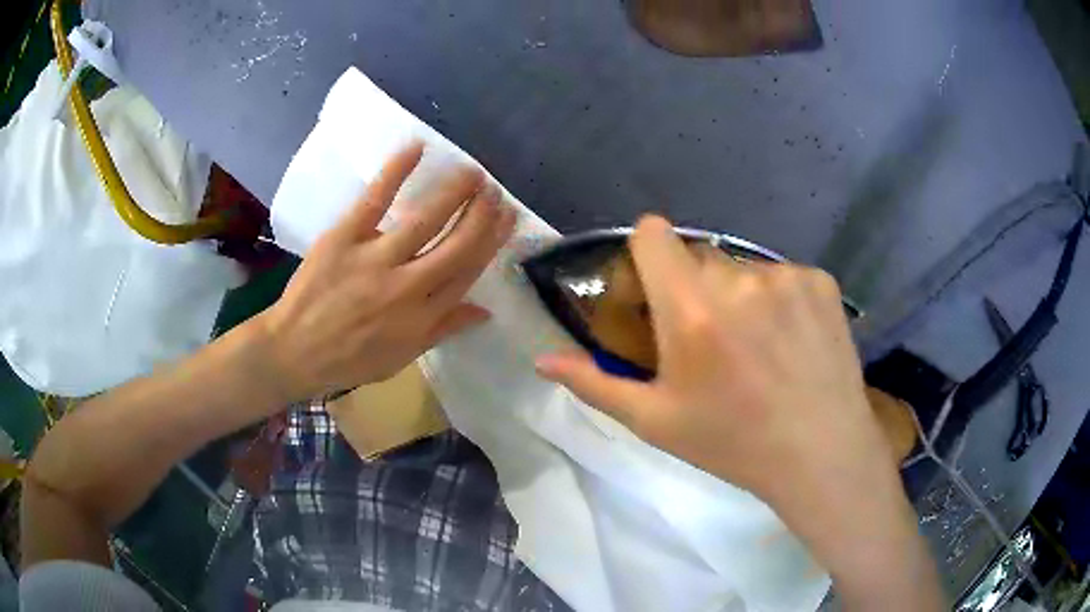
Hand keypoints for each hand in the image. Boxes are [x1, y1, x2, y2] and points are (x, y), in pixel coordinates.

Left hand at [256, 142, 515, 402]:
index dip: (492, 241)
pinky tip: (417, 148)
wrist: (293, 352)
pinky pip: (375, 200)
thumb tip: (484, 311)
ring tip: (473, 173)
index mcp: (421, 316)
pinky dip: (395, 172)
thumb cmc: (348, 359)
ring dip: (454, 193)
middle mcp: (406, 286)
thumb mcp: (401, 358)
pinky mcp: (344, 238)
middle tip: (495, 191)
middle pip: (456, 245)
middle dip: (482, 215)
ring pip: (425, 220)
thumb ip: (442, 330)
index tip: (507, 218)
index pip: (468, 271)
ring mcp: (374, 259)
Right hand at [536, 216, 941, 610]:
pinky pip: (784, 275)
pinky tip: (793, 342)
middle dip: (695, 287)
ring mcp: (786, 276)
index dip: (647, 254)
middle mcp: (738, 280)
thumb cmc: (732, 443)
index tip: (656, 290)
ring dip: (740, 296)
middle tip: (711, 339)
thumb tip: (541, 359)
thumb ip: (594, 383)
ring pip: (743, 267)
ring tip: (759, 347)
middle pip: (699, 255)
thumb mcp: (655, 421)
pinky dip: (781, 300)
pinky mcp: (821, 281)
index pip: (653, 233)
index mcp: (692, 310)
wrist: (820, 453)